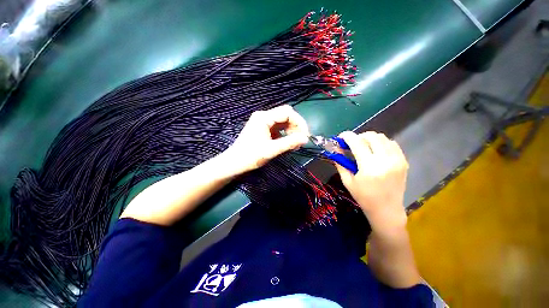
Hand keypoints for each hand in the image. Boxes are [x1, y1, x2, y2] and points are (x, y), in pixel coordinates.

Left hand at [220, 105, 309, 175]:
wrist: (234, 163)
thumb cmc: (250, 156)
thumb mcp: (272, 149)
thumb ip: (289, 143)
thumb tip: (306, 138)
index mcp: (264, 117)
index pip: (288, 112)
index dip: (299, 122)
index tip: (305, 135)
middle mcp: (263, 116)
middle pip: (286, 116)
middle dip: (296, 127)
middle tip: (301, 141)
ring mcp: (263, 123)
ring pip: (283, 123)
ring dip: (291, 132)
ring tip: (295, 144)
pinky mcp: (263, 129)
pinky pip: (278, 129)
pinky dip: (285, 135)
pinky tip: (287, 144)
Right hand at [335, 131, 408, 231]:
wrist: (387, 210)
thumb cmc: (363, 197)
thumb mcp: (347, 181)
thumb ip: (340, 163)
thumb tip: (336, 149)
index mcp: (369, 167)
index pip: (357, 142)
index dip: (347, 136)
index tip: (341, 137)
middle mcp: (385, 160)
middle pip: (371, 136)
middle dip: (358, 136)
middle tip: (352, 144)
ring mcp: (397, 160)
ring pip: (382, 137)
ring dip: (370, 139)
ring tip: (363, 147)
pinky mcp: (403, 161)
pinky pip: (392, 143)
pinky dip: (381, 143)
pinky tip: (376, 151)